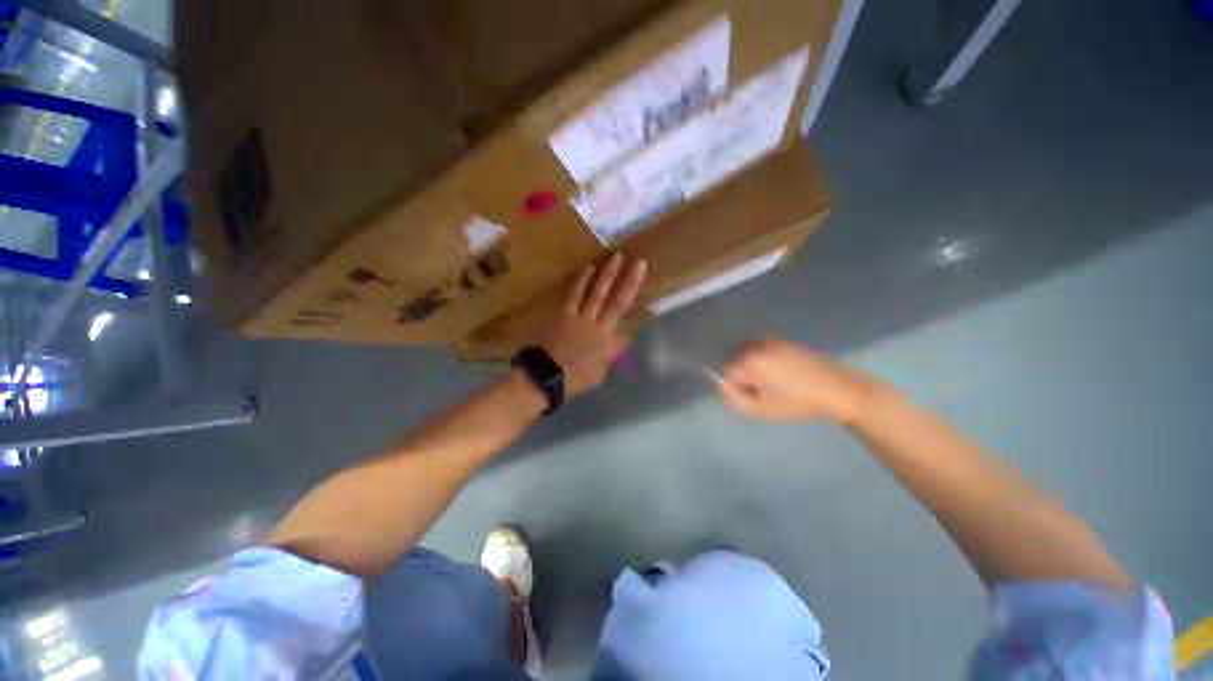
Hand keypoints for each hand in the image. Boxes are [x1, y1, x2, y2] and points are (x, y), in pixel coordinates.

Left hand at [540, 254, 646, 398]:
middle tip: (639, 262)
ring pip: (598, 293)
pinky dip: (582, 281)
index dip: (643, 315)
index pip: (630, 326)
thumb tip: (618, 339)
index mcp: (610, 344)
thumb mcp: (600, 373)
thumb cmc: (576, 379)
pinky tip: (588, 268)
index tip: (653, 305)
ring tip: (616, 256)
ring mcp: (582, 318)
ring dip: (607, 274)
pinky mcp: (566, 314)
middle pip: (618, 302)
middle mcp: (600, 327)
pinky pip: (576, 294)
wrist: (547, 377)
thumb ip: (610, 354)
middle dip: (630, 282)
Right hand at [720, 337, 873, 422]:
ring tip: (773, 382)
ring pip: (747, 353)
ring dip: (752, 366)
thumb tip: (724, 386)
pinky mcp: (784, 341)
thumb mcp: (762, 410)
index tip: (755, 397)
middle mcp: (756, 346)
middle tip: (763, 391)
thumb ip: (734, 399)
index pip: (726, 373)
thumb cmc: (798, 403)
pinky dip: (763, 358)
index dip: (737, 388)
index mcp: (749, 362)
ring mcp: (771, 341)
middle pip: (734, 359)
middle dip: (742, 374)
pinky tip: (782, 373)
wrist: (840, 391)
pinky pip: (762, 349)